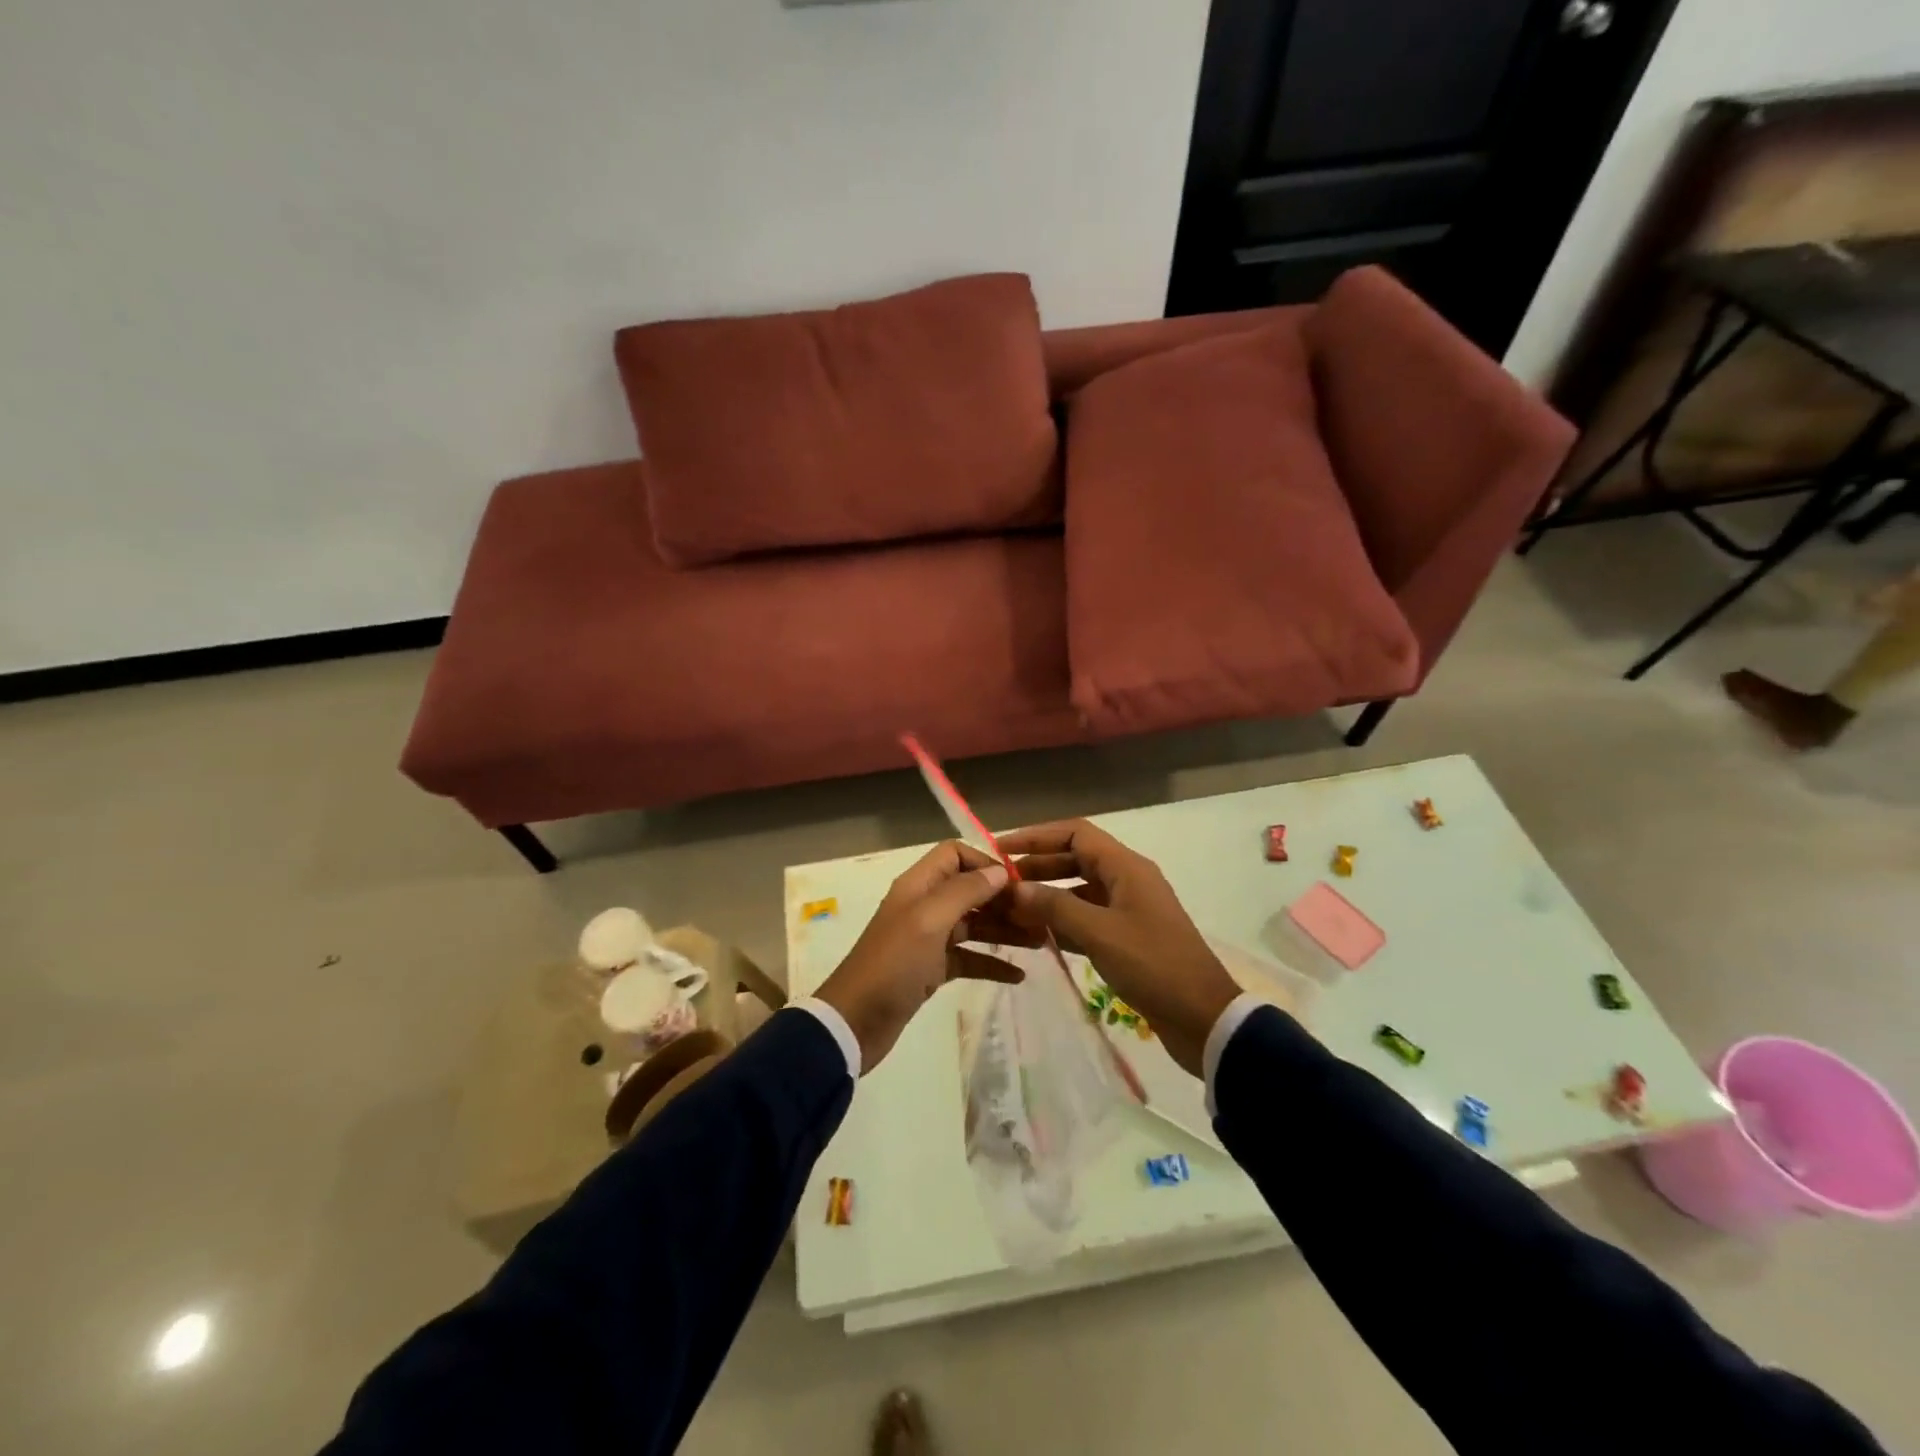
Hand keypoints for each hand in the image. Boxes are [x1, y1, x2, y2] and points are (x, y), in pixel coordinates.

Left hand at [815, 841, 1025, 1070]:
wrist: (855, 1022)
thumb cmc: (893, 964)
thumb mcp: (929, 921)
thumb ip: (965, 891)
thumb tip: (999, 871)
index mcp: (918, 886)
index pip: (955, 855)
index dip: (986, 863)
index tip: (1018, 884)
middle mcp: (924, 906)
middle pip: (970, 890)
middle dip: (1004, 900)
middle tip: (1040, 917)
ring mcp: (928, 939)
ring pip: (973, 925)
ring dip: (1004, 931)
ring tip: (1040, 943)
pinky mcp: (932, 970)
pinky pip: (968, 958)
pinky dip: (992, 963)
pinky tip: (1019, 976)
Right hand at [996, 820, 1240, 1076]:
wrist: (1203, 1018)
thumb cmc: (1153, 965)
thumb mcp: (1099, 933)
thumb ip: (1054, 907)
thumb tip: (1014, 888)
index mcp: (1126, 868)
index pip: (1076, 834)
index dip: (1037, 836)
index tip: (1001, 849)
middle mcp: (1127, 880)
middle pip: (1075, 859)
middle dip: (1037, 866)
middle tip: (999, 882)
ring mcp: (1128, 909)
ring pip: (1079, 890)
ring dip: (1047, 896)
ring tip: (1011, 909)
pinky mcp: (1127, 938)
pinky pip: (1087, 918)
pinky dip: (1061, 921)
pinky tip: (1036, 935)